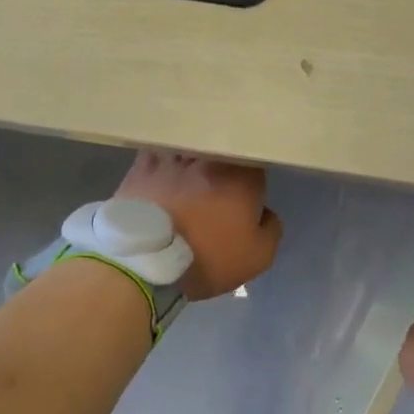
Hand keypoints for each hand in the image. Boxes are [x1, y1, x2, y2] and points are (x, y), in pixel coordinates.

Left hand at [115, 152, 282, 301]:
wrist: (145, 262)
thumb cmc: (208, 258)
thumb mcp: (257, 257)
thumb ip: (271, 229)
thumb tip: (265, 213)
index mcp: (243, 176)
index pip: (257, 161)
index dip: (253, 177)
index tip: (249, 193)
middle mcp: (210, 158)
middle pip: (223, 151)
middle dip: (223, 167)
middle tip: (218, 189)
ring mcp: (175, 158)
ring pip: (190, 150)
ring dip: (192, 162)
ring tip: (187, 181)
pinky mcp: (142, 166)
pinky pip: (157, 155)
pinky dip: (161, 163)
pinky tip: (160, 176)